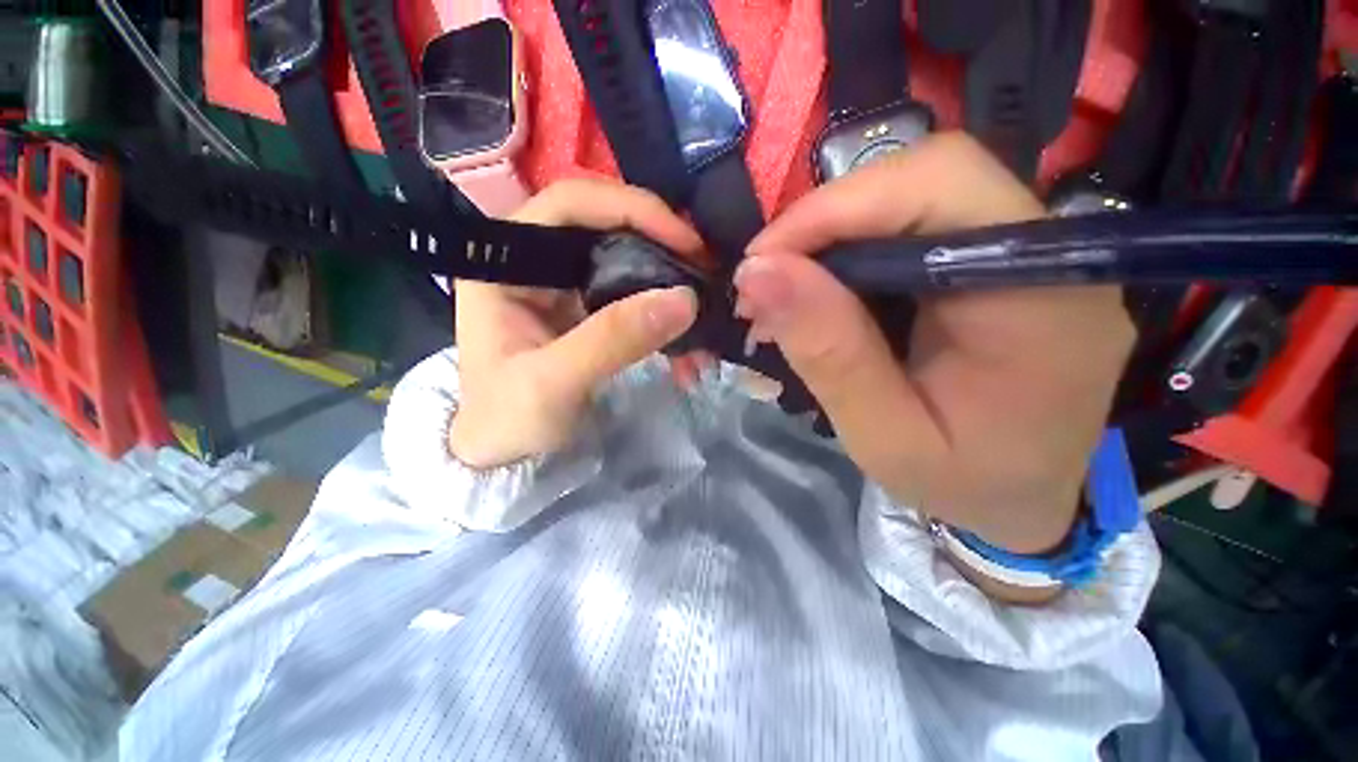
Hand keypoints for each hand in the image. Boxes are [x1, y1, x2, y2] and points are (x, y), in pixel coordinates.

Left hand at [449, 179, 700, 468]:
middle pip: (609, 227)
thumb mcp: (554, 383)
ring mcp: (567, 286)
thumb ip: (613, 339)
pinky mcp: (589, 311)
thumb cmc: (508, 419)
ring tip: (704, 323)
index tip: (686, 242)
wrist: (504, 454)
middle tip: (707, 275)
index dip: (632, 209)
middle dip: (663, 249)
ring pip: (629, 263)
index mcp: (507, 261)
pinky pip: (636, 299)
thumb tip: (684, 299)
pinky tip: (687, 350)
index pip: (571, 203)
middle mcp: (537, 260)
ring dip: (670, 290)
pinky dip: (665, 320)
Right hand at [737, 133, 1134, 553]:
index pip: (941, 186)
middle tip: (767, 280)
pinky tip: (821, 295)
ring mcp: (1024, 252)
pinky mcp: (993, 263)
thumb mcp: (885, 437)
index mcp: (1042, 298)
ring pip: (912, 196)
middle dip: (827, 221)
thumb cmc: (963, 484)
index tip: (762, 262)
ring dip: (832, 239)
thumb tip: (759, 275)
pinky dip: (851, 254)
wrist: (1023, 499)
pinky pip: (913, 228)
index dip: (837, 207)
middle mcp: (1046, 254)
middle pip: (926, 177)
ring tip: (784, 295)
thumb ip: (829, 354)